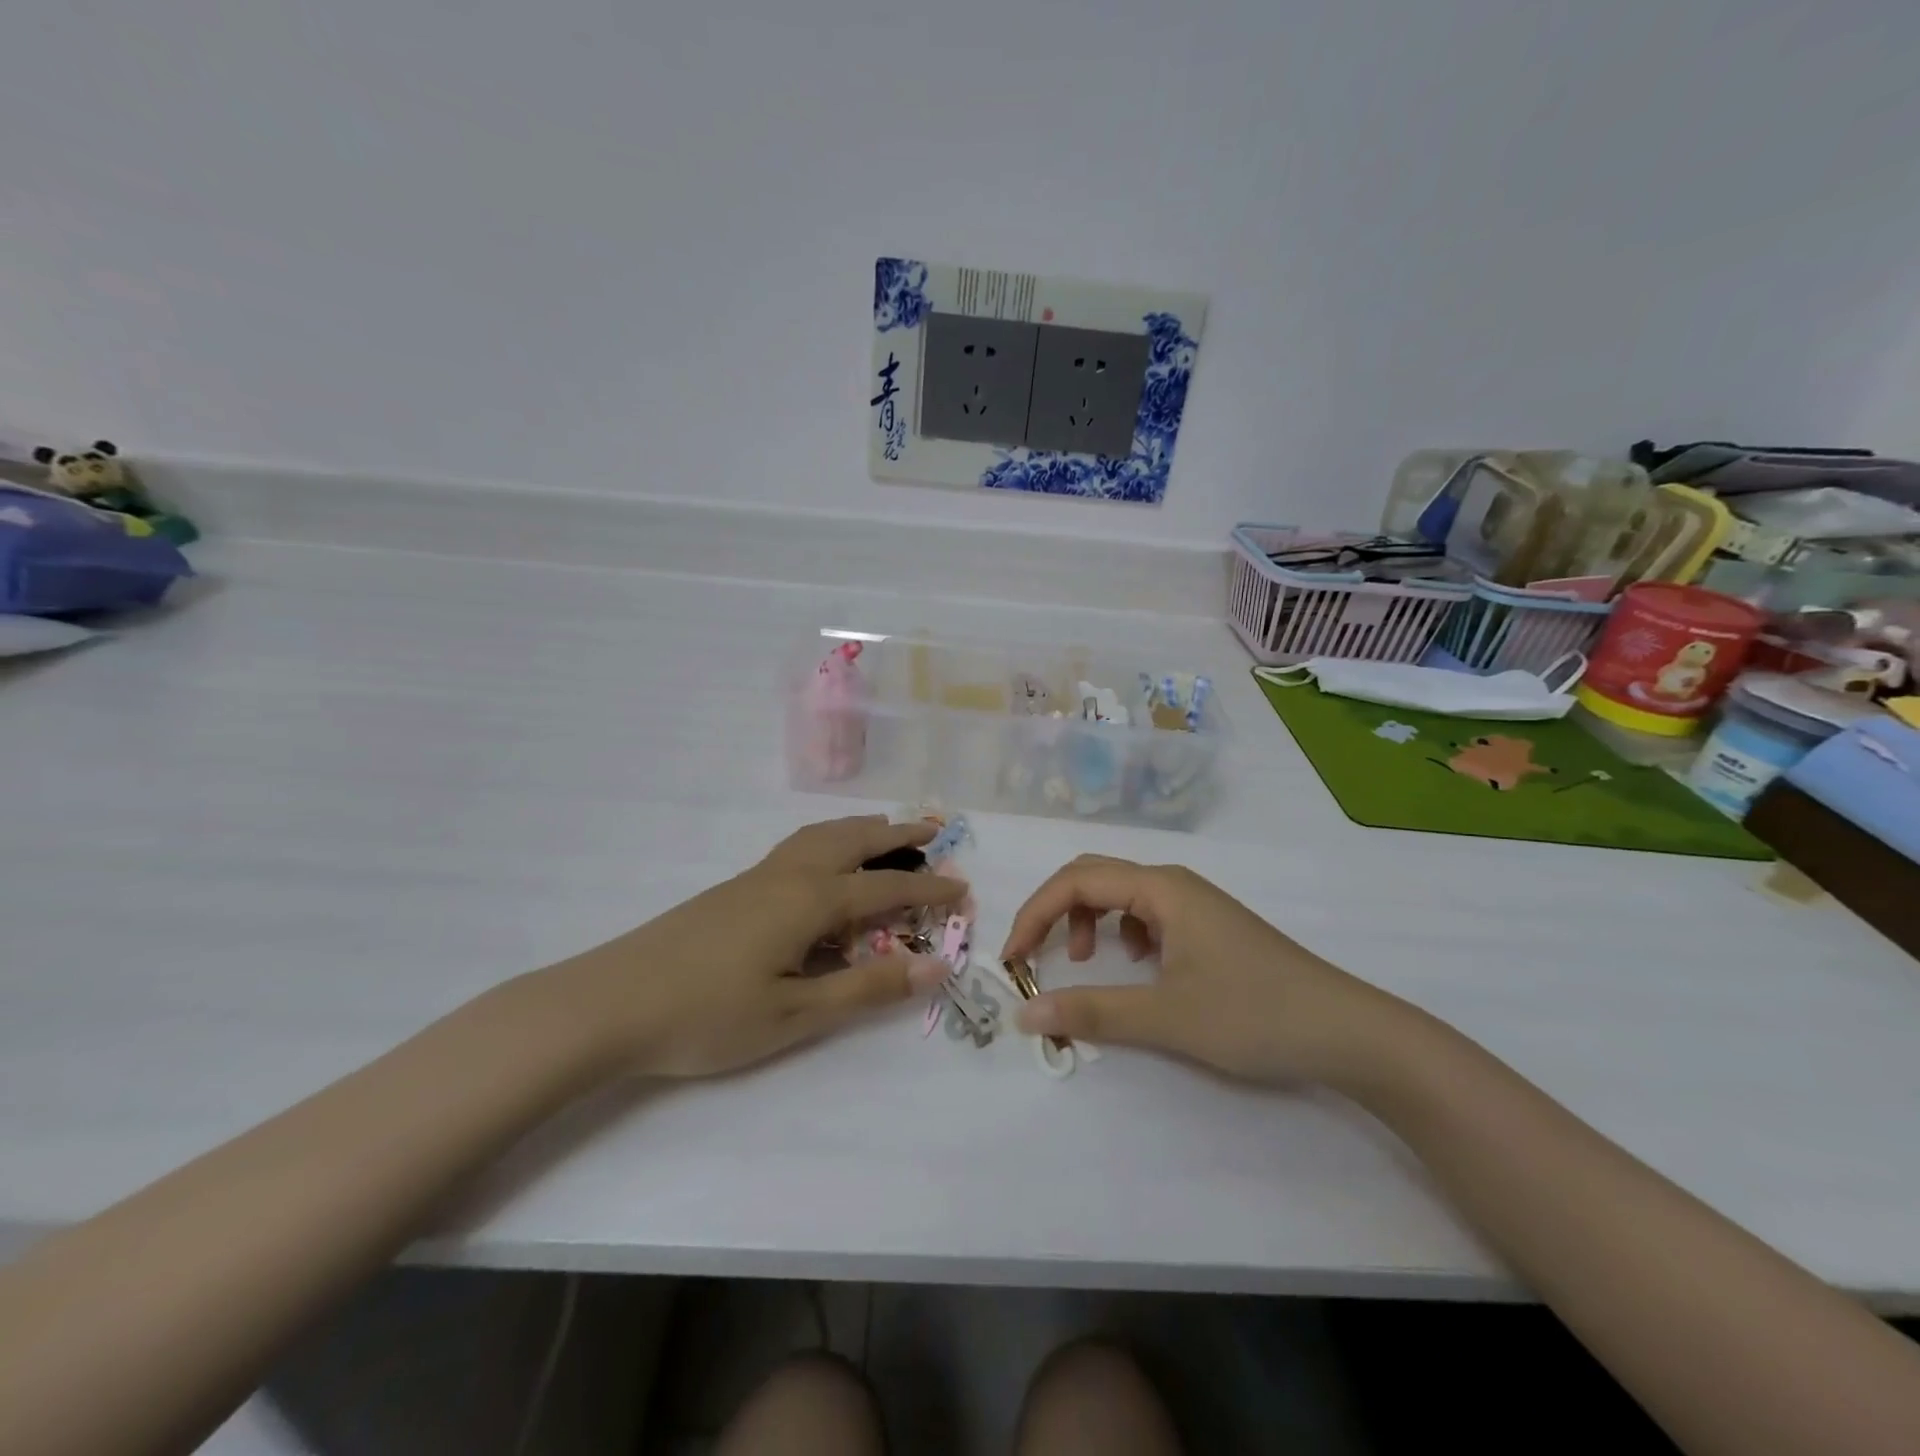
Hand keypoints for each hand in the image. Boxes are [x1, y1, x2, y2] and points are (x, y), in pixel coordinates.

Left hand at [553, 816, 962, 1077]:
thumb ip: (867, 988)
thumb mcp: (796, 1013)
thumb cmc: (707, 1014)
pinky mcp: (736, 886)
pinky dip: (831, 838)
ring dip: (863, 829)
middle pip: (856, 840)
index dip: (930, 890)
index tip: (965, 889)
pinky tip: (824, 861)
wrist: (610, 1003)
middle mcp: (790, 874)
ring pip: (823, 835)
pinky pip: (800, 845)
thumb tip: (937, 966)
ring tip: (887, 832)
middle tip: (935, 829)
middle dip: (900, 834)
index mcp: (811, 900)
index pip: (887, 888)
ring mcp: (759, 875)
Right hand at [1003, 856, 1409, 1086]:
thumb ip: (1091, 1012)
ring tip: (1086, 962)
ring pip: (1119, 894)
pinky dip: (1120, 933)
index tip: (1012, 960)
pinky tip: (1136, 965)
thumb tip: (1025, 1013)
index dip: (1034, 914)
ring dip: (1087, 920)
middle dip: (1054, 911)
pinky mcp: (1207, 927)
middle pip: (1093, 876)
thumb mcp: (1165, 1017)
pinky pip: (1146, 914)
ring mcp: (1194, 904)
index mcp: (1160, 888)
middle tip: (1033, 955)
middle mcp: (1173, 884)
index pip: (1075, 881)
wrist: (1348, 1032)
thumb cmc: (1254, 1015)